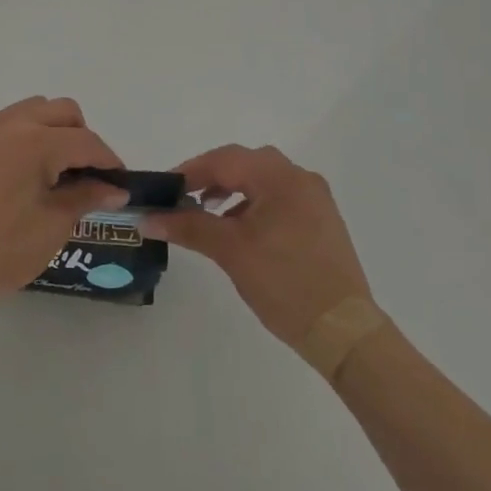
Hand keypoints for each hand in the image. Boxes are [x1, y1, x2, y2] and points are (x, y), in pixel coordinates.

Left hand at [0, 97, 129, 308]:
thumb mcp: (52, 227)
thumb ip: (86, 197)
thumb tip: (114, 188)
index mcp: (35, 142)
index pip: (85, 141)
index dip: (108, 160)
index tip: (118, 181)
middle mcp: (9, 123)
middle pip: (61, 110)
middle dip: (80, 136)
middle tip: (83, 173)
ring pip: (30, 110)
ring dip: (49, 131)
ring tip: (49, 171)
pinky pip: (1, 125)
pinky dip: (19, 139)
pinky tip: (15, 175)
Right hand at [143, 144, 372, 350]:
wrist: (344, 331)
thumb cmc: (285, 283)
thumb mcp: (230, 251)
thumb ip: (189, 226)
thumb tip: (147, 218)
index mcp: (280, 177)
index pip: (224, 159)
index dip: (190, 171)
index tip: (163, 189)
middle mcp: (300, 178)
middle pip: (245, 162)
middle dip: (210, 176)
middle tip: (182, 198)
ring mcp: (314, 199)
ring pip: (262, 179)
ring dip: (231, 189)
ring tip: (206, 212)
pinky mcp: (320, 220)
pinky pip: (278, 197)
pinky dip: (253, 203)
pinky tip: (239, 228)